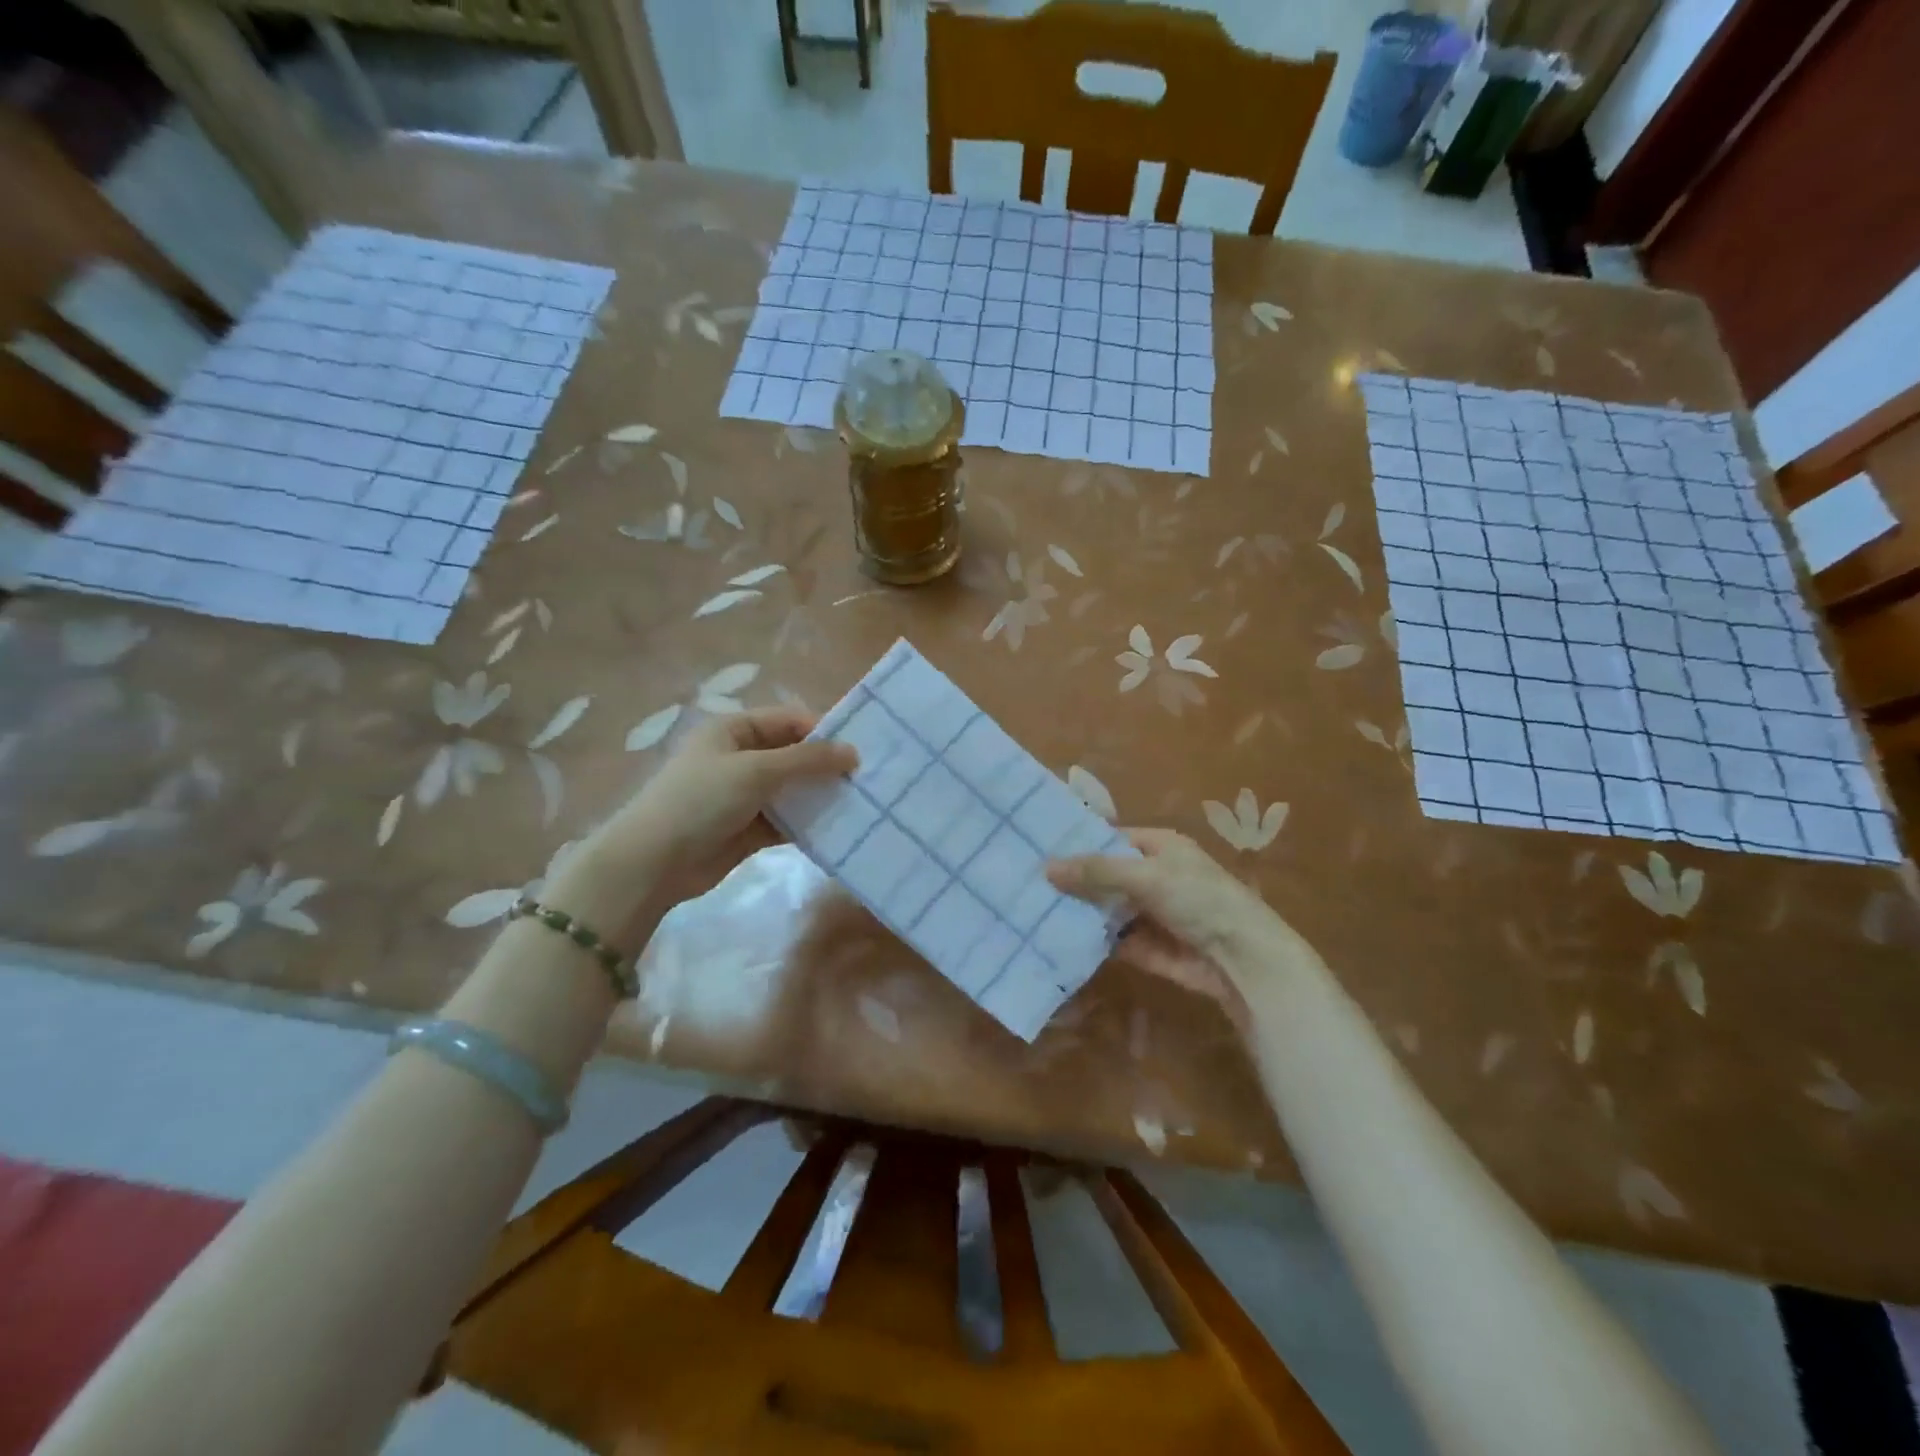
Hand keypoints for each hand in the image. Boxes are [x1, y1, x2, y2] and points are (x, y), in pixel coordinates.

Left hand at [550, 708, 856, 939]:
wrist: (654, 862)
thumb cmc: (701, 800)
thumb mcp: (756, 770)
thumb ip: (808, 760)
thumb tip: (854, 753)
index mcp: (734, 730)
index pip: (790, 720)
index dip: (824, 732)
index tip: (860, 751)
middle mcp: (741, 757)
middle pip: (794, 755)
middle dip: (827, 766)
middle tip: (869, 779)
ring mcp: (744, 795)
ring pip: (793, 790)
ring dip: (821, 796)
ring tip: (861, 804)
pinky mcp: (749, 829)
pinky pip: (787, 821)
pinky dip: (809, 824)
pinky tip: (839, 829)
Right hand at [1048, 829, 1291, 1010]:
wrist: (1243, 960)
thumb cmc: (1199, 900)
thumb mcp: (1145, 876)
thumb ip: (1096, 871)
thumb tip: (1046, 867)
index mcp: (1159, 847)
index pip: (1110, 840)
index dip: (1078, 845)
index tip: (1037, 851)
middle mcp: (1153, 876)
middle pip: (1104, 876)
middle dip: (1072, 882)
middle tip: (1026, 884)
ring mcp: (1150, 914)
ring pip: (1106, 909)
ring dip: (1078, 912)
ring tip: (1031, 911)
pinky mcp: (1147, 947)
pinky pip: (1113, 939)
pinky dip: (1090, 940)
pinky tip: (1054, 940)